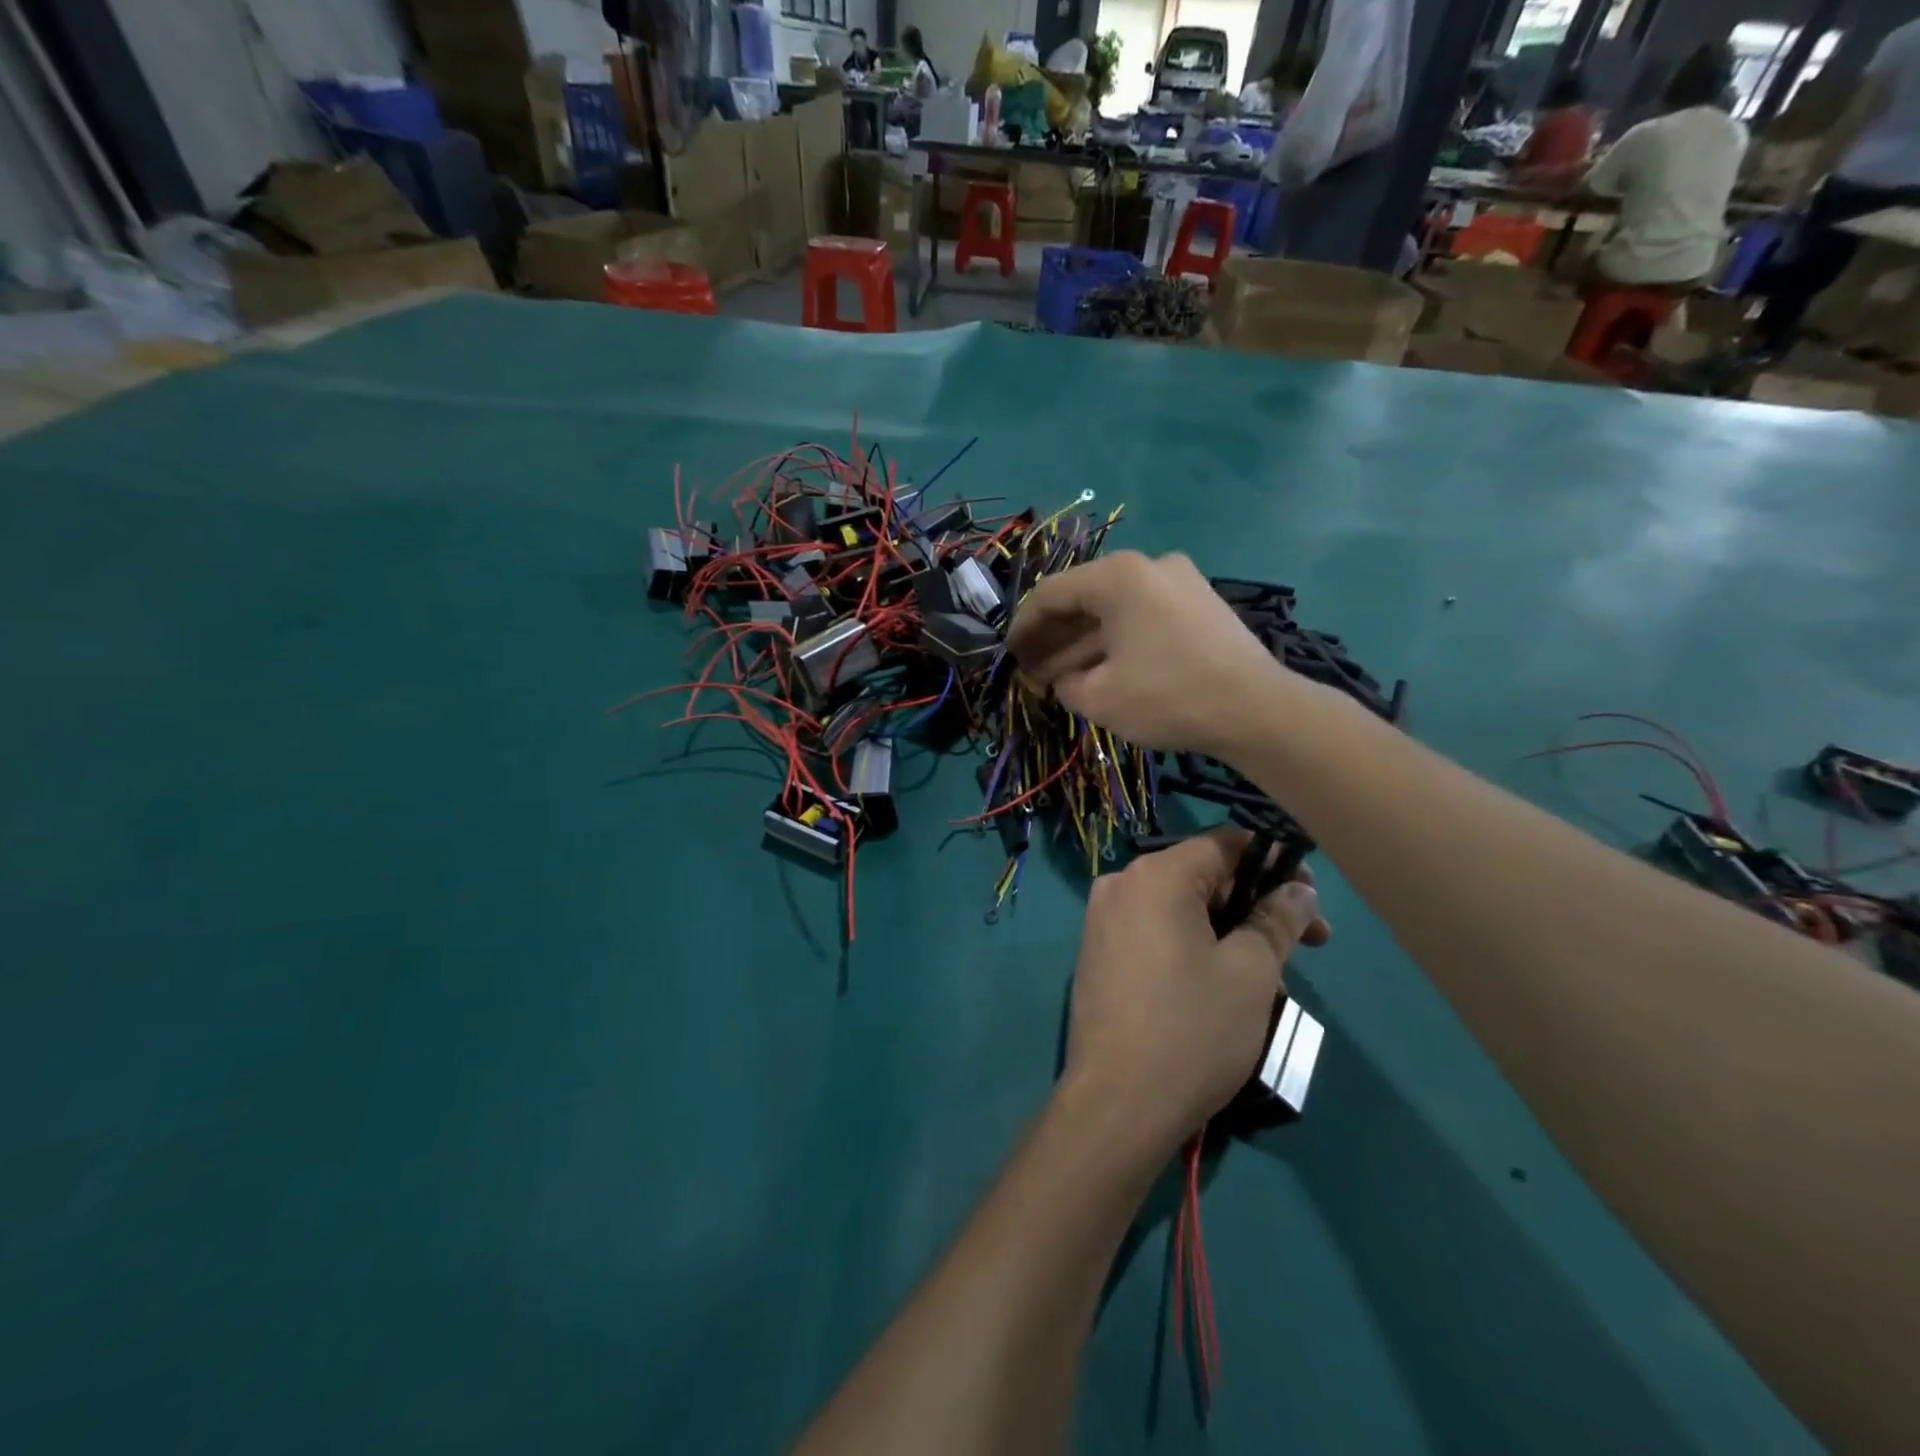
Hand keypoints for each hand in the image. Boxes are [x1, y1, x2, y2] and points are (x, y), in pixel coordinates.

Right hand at [1009, 551, 1295, 758]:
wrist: (1258, 710)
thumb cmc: (1168, 697)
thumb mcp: (1099, 697)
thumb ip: (1064, 683)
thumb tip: (1060, 678)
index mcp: (1118, 576)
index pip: (1052, 594)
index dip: (1024, 626)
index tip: (1008, 654)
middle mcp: (1149, 566)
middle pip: (1085, 599)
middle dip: (1054, 638)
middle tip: (1032, 670)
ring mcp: (1181, 582)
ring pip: (1116, 611)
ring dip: (1085, 643)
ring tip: (1062, 678)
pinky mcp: (1202, 605)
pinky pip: (1144, 618)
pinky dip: (1118, 641)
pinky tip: (1104, 671)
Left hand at [1062, 828, 1329, 1158]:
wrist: (1117, 1103)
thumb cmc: (1191, 1030)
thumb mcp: (1250, 972)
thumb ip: (1277, 919)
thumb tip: (1298, 889)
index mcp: (1155, 875)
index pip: (1225, 844)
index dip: (1275, 864)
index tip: (1311, 901)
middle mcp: (1121, 885)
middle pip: (1202, 876)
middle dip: (1257, 903)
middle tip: (1308, 943)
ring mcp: (1103, 920)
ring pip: (1182, 907)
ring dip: (1231, 929)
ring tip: (1271, 973)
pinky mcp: (1098, 953)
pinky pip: (1157, 931)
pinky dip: (1195, 944)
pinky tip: (1224, 982)